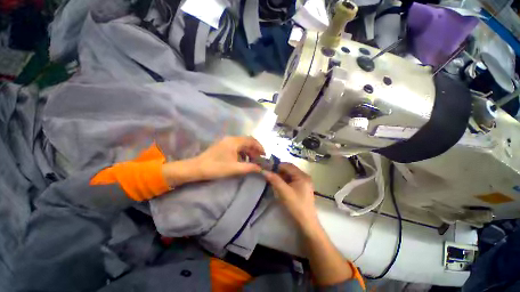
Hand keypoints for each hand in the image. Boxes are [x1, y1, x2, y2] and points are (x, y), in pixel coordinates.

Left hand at [162, 136, 264, 186]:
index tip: (265, 155)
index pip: (251, 140)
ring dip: (249, 151)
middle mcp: (231, 139)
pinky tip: (243, 160)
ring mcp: (226, 142)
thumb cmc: (216, 167)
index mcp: (234, 141)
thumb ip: (249, 167)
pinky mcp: (223, 146)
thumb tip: (261, 168)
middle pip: (247, 141)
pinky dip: (242, 153)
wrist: (196, 168)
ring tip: (253, 160)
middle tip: (260, 159)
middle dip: (255, 149)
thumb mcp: (235, 168)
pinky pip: (236, 147)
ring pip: (242, 144)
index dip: (260, 147)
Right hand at [262, 163, 319, 233]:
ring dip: (281, 176)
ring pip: (290, 175)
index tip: (268, 168)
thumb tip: (264, 171)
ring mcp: (304, 182)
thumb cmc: (296, 206)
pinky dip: (285, 181)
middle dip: (279, 171)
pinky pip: (292, 180)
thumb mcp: (284, 192)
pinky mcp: (302, 188)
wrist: (307, 223)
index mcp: (302, 176)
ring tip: (273, 180)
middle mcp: (305, 176)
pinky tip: (279, 185)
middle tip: (269, 174)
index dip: (277, 166)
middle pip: (290, 169)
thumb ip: (274, 180)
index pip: (288, 165)